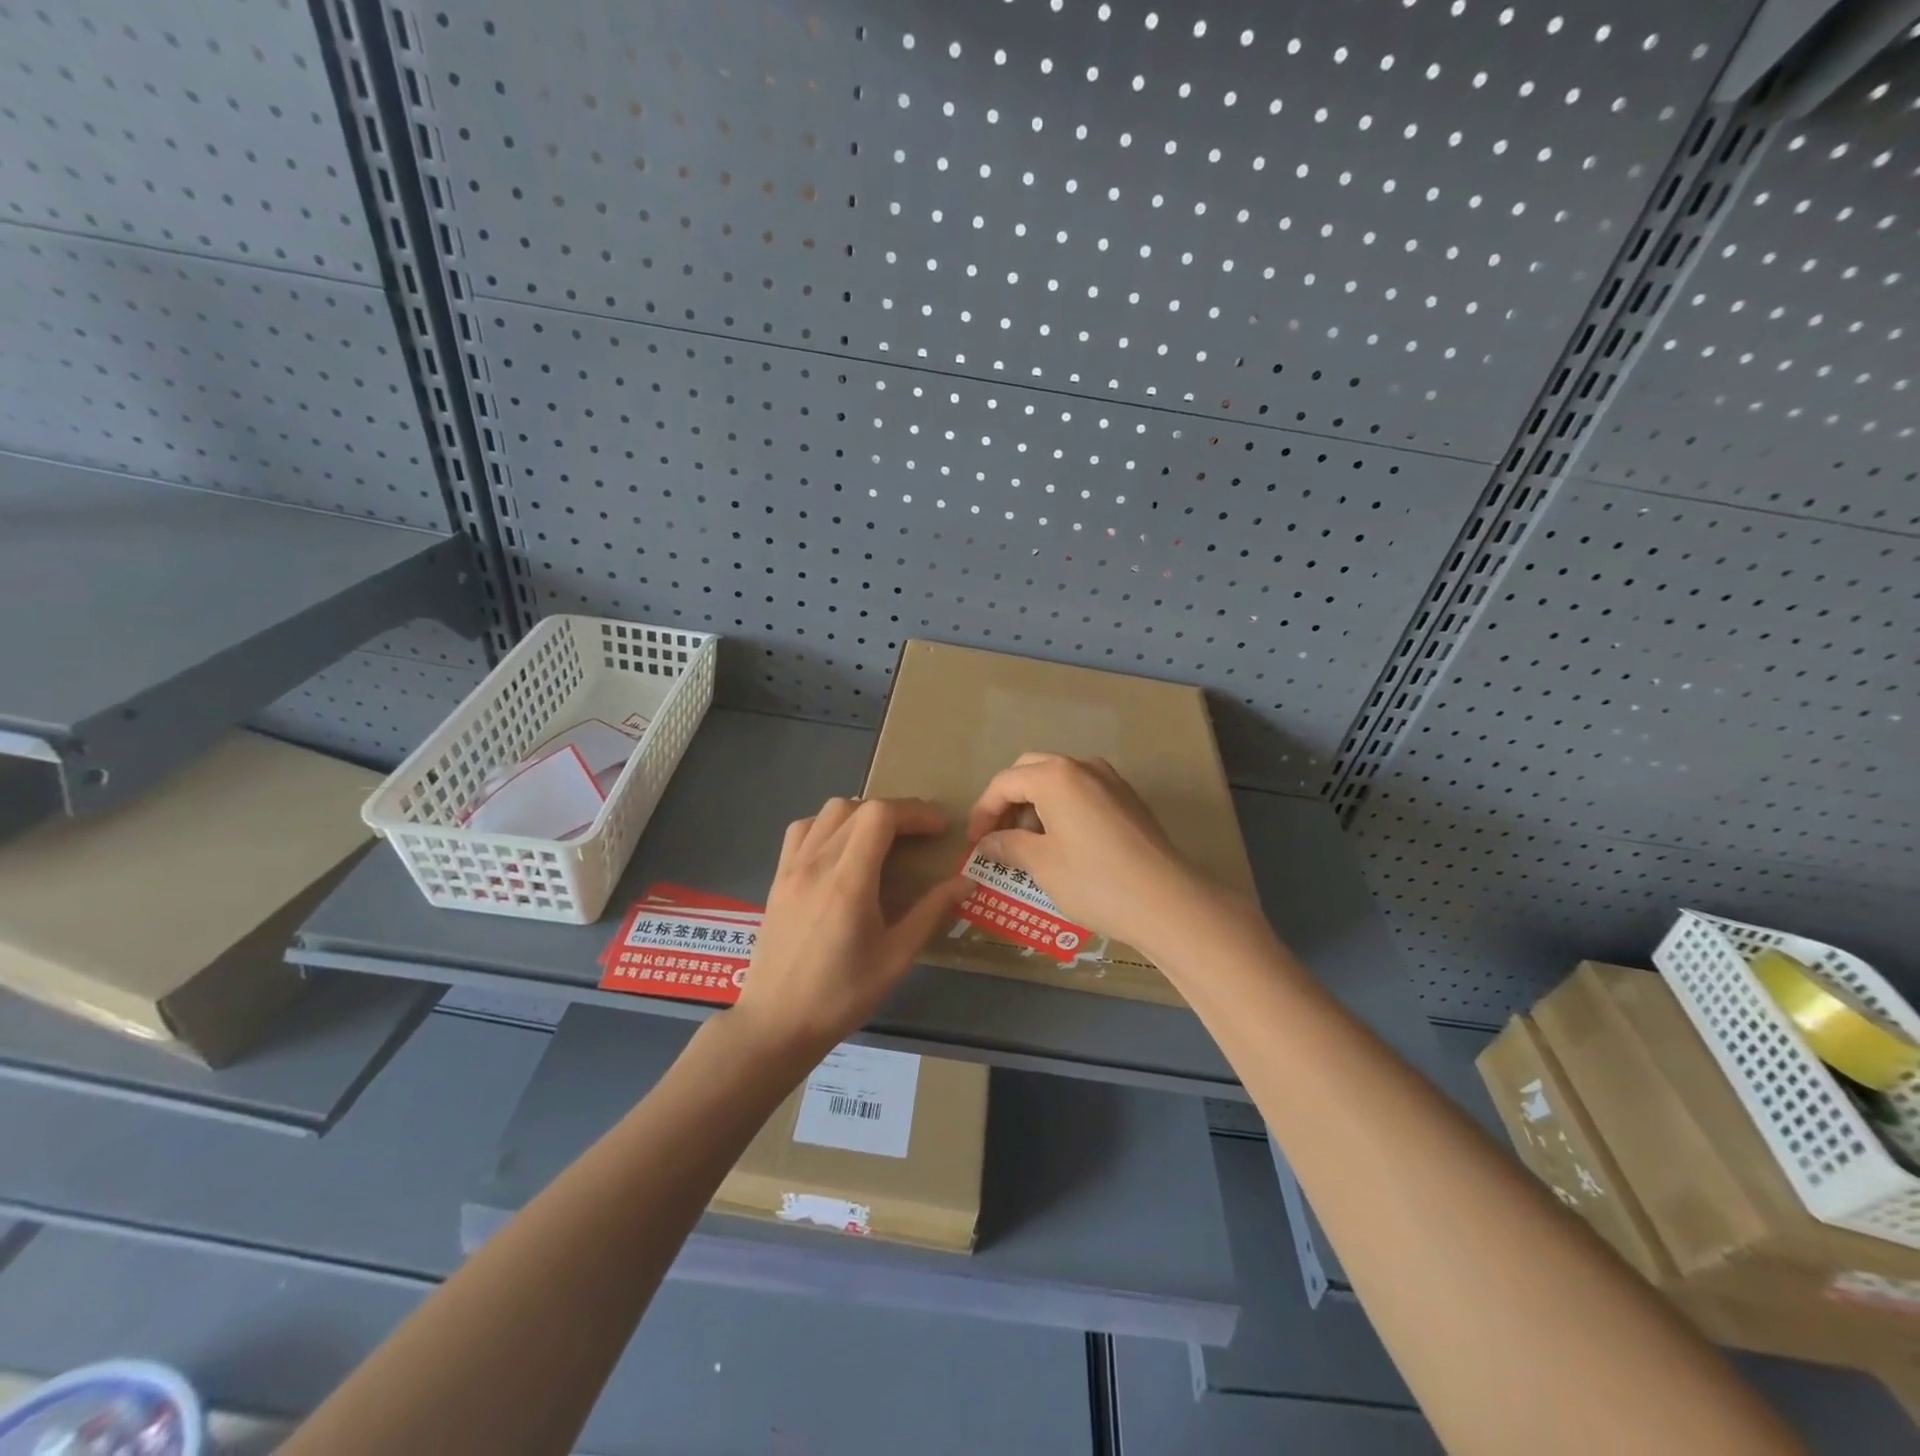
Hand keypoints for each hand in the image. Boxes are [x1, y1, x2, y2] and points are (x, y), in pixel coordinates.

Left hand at [733, 796, 967, 1057]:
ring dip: (862, 813)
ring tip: (882, 838)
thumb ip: (931, 913)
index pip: (880, 816)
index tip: (939, 828)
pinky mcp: (778, 877)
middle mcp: (816, 863)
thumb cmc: (841, 996)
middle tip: (920, 835)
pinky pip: (803, 830)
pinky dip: (829, 825)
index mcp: (848, 882)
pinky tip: (841, 849)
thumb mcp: (896, 958)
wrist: (776, 1024)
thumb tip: (966, 882)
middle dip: (896, 812)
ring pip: (828, 812)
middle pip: (858, 807)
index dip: (914, 812)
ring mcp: (791, 868)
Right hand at [967, 753, 1240, 957]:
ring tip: (1029, 845)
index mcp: (1055, 776)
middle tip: (998, 837)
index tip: (974, 843)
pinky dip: (1062, 809)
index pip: (1004, 782)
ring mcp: (1111, 781)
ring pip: (1059, 780)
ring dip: (1036, 805)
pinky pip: (1083, 793)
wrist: (1166, 901)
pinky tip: (1063, 844)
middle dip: (1008, 802)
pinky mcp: (1129, 800)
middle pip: (1031, 771)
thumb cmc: (1094, 880)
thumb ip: (1007, 845)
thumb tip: (987, 842)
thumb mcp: (1041, 864)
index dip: (982, 812)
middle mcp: (1083, 767)